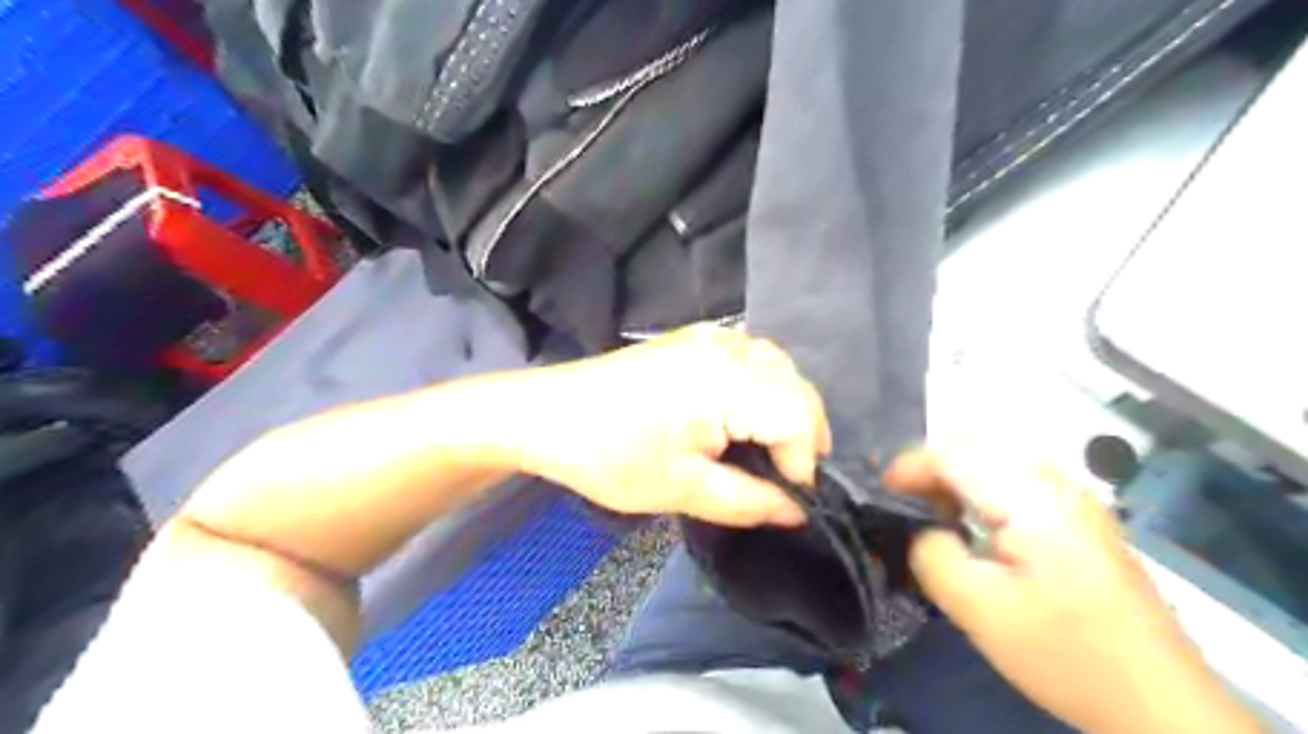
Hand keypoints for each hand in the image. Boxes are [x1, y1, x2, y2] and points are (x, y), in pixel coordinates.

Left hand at [484, 328, 829, 526]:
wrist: (549, 414)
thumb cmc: (609, 455)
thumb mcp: (682, 490)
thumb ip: (750, 501)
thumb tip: (800, 511)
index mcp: (725, 381)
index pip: (800, 415)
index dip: (805, 462)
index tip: (788, 497)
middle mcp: (728, 347)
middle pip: (798, 387)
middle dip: (803, 437)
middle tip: (781, 479)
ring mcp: (711, 336)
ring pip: (781, 368)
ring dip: (787, 410)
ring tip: (766, 451)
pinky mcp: (696, 337)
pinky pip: (754, 356)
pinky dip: (764, 387)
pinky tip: (744, 414)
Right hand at [885, 448, 1261, 732]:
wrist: (1159, 704)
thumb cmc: (1065, 653)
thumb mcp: (979, 609)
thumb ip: (932, 553)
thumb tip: (916, 527)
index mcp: (1031, 498)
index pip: (951, 453)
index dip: (905, 467)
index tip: (876, 496)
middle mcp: (1054, 483)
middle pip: (973, 445)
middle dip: (927, 468)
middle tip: (901, 505)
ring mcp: (1072, 498)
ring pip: (993, 459)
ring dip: (953, 477)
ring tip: (929, 515)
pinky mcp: (1079, 517)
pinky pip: (1014, 480)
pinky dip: (979, 490)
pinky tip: (971, 526)